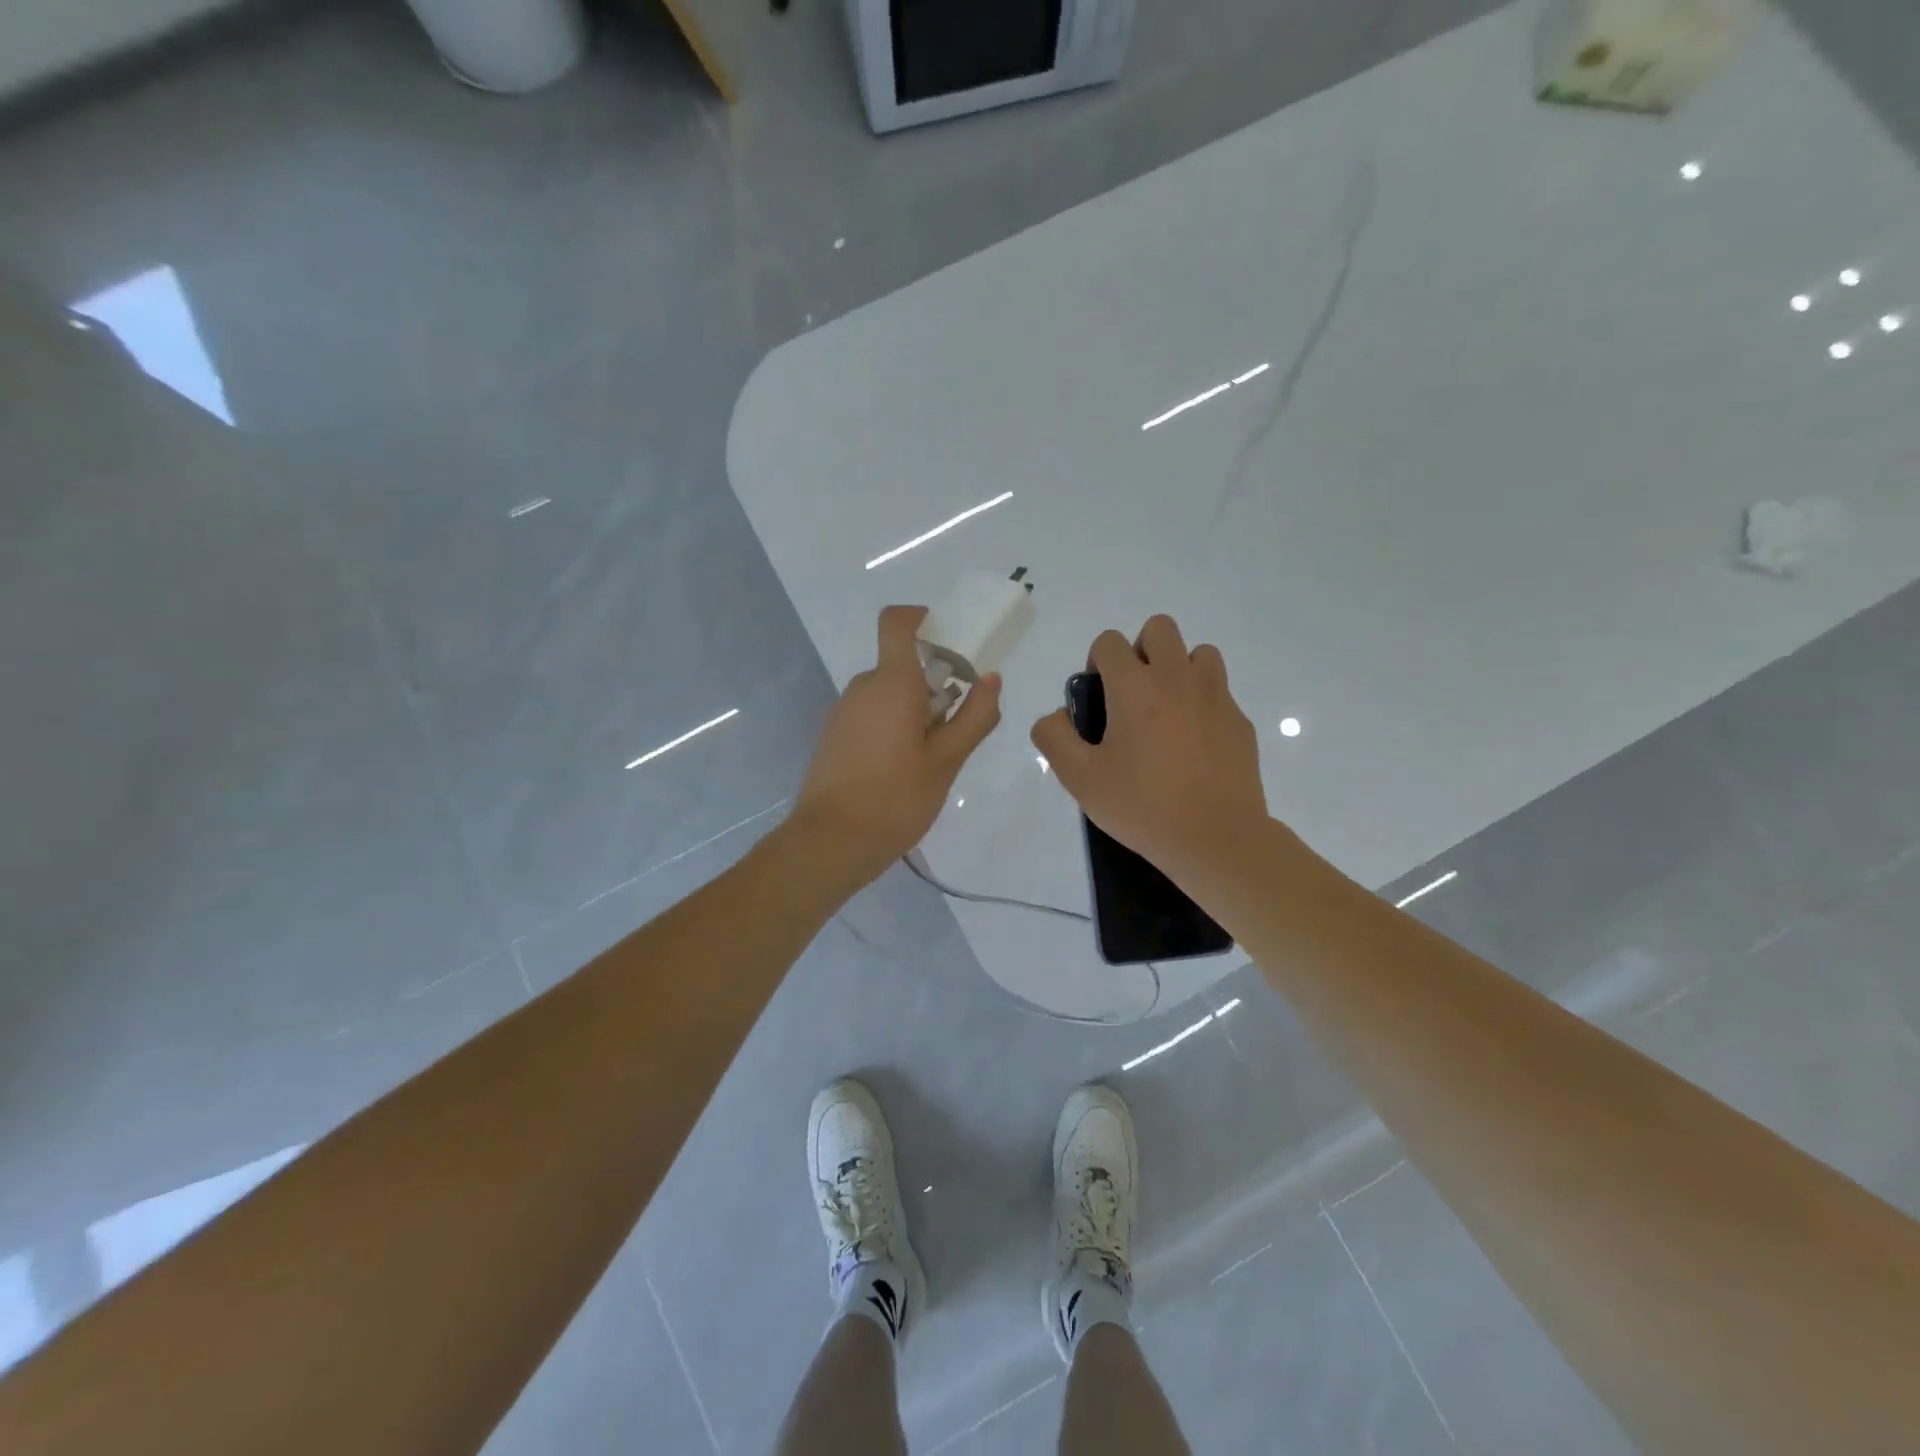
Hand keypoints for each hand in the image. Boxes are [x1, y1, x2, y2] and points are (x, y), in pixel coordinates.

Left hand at [792, 605, 1002, 885]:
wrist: (832, 841)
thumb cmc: (897, 797)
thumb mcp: (948, 760)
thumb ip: (975, 716)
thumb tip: (991, 679)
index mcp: (892, 682)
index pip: (897, 622)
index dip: (921, 618)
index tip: (949, 639)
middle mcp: (863, 687)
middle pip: (901, 664)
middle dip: (934, 682)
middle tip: (957, 723)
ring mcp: (844, 711)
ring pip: (888, 693)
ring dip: (915, 708)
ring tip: (934, 755)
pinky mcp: (835, 734)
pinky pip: (872, 713)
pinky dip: (894, 724)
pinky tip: (905, 767)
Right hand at [1031, 614, 1269, 884]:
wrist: (1215, 838)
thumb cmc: (1142, 806)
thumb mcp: (1080, 779)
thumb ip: (1054, 738)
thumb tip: (1056, 716)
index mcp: (1134, 687)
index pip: (1109, 642)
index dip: (1097, 663)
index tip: (1099, 699)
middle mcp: (1176, 678)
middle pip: (1159, 628)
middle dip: (1141, 650)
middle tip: (1134, 696)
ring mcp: (1215, 696)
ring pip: (1198, 652)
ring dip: (1179, 669)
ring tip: (1168, 712)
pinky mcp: (1239, 720)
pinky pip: (1219, 691)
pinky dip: (1203, 703)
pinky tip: (1194, 745)